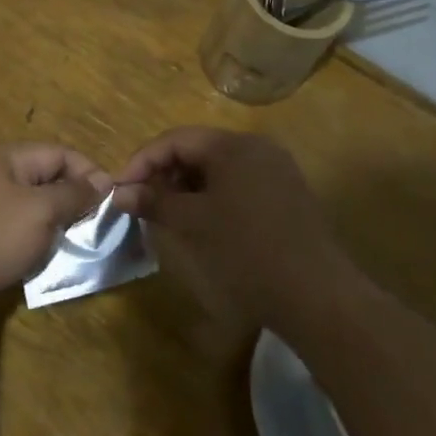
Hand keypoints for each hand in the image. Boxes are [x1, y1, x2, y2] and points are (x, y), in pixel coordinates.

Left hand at [0, 144, 110, 313]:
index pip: (62, 154)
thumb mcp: (39, 212)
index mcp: (8, 157)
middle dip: (72, 203)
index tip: (112, 205)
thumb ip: (73, 195)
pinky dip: (28, 242)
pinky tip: (37, 262)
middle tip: (93, 231)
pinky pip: (11, 229)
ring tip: (69, 249)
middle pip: (46, 179)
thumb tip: (101, 180)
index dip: (91, 174)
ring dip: (51, 226)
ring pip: (29, 207)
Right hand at [113, 127, 352, 325]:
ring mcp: (276, 171)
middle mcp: (257, 148)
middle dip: (164, 173)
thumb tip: (120, 192)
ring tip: (166, 215)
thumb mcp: (193, 223)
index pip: (176, 139)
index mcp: (234, 145)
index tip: (119, 189)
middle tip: (140, 203)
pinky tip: (200, 222)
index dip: (142, 161)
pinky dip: (212, 197)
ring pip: (218, 168)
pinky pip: (238, 184)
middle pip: (197, 149)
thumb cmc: (247, 251)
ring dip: (186, 187)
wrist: (316, 295)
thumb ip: (154, 201)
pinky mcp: (286, 196)